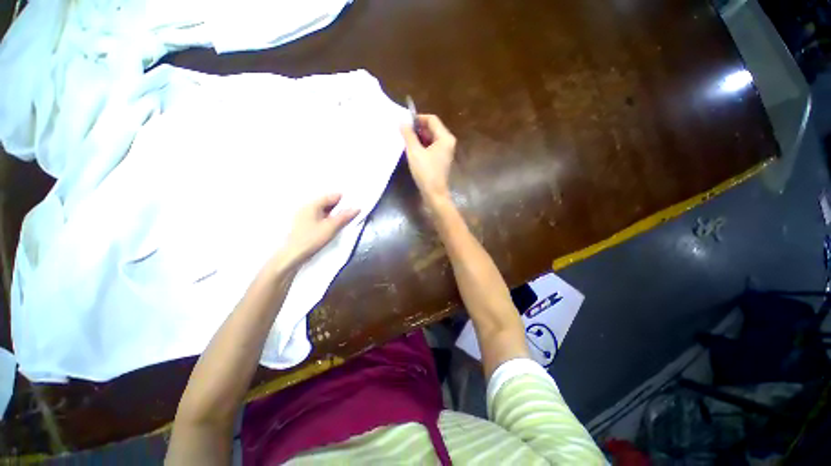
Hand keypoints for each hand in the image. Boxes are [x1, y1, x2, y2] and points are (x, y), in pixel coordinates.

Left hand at [281, 194, 358, 265]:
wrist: (293, 256)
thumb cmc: (311, 239)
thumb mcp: (331, 228)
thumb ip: (344, 217)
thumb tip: (357, 208)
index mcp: (312, 204)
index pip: (331, 196)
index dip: (344, 200)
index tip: (354, 206)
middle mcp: (307, 206)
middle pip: (327, 202)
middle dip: (339, 207)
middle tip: (351, 214)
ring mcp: (304, 215)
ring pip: (324, 210)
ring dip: (334, 214)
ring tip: (343, 221)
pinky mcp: (304, 223)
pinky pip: (319, 216)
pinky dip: (328, 219)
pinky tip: (333, 226)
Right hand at [400, 114, 456, 203]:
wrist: (434, 194)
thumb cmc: (426, 172)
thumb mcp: (415, 152)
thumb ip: (408, 135)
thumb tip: (402, 122)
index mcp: (445, 138)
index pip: (432, 119)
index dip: (418, 118)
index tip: (405, 122)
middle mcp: (448, 142)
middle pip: (432, 128)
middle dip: (418, 129)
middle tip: (403, 132)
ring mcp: (445, 152)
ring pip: (431, 138)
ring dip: (419, 138)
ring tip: (406, 141)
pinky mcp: (441, 160)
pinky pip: (431, 147)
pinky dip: (422, 146)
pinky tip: (412, 151)